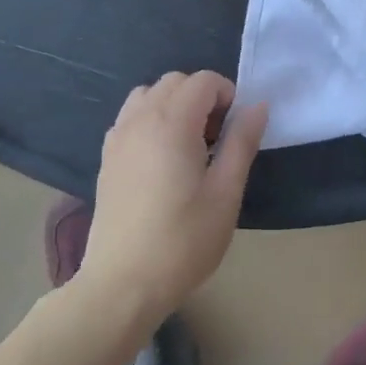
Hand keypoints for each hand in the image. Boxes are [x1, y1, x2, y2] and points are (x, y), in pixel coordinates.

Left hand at [84, 71, 268, 325]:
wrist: (123, 283)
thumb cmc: (183, 240)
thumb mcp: (225, 193)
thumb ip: (242, 142)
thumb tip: (258, 105)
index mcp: (172, 123)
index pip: (203, 80)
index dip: (227, 95)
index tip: (235, 131)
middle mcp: (140, 119)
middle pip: (175, 81)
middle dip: (201, 97)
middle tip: (217, 139)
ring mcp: (118, 137)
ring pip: (148, 94)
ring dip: (173, 105)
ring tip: (188, 145)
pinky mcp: (107, 157)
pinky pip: (131, 116)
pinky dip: (151, 119)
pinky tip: (161, 158)